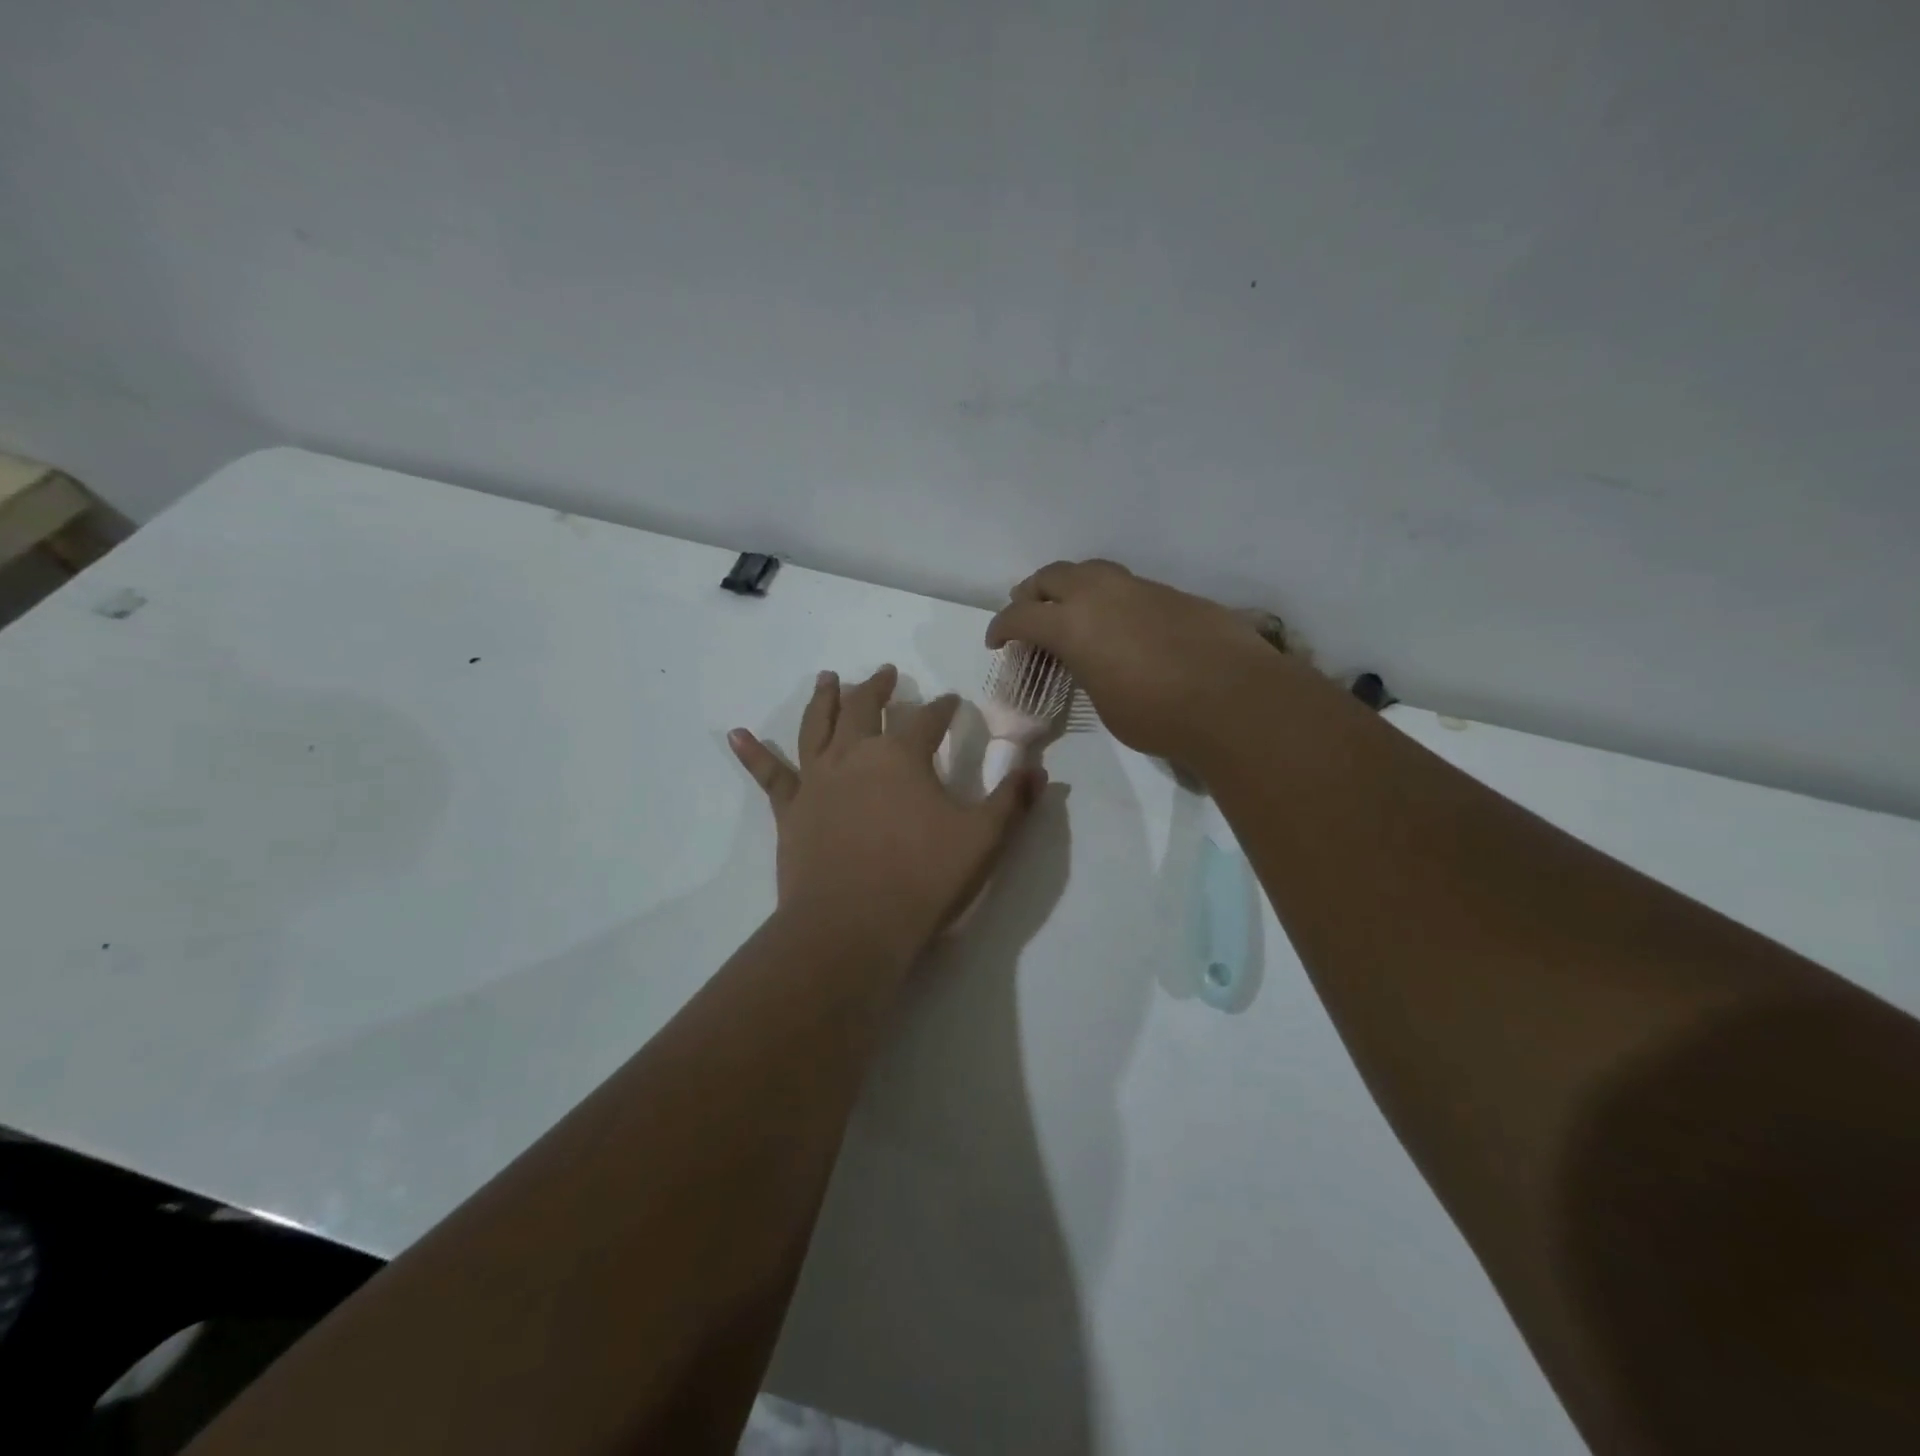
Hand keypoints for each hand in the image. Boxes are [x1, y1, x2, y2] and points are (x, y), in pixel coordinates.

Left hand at [729, 665, 1045, 961]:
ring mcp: (817, 780)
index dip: (942, 707)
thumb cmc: (922, 879)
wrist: (851, 927)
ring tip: (827, 678)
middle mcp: (855, 755)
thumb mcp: (983, 840)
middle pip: (865, 707)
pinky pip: (769, 774)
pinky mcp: (791, 810)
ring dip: (825, 699)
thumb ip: (1012, 801)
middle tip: (886, 672)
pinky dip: (753, 753)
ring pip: (818, 726)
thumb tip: (1040, 769)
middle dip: (878, 687)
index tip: (951, 701)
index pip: (927, 718)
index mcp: (901, 756)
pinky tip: (736, 734)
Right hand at [986, 560, 1299, 762]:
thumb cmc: (1156, 713)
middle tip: (1027, 610)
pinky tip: (1120, 622)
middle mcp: (1100, 594)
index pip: (1021, 616)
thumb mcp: (1103, 701)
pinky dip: (1110, 597)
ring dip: (1072, 586)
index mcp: (1072, 624)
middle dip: (1032, 592)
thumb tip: (1089, 660)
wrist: (1232, 698)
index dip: (1001, 628)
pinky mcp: (1172, 593)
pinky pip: (1127, 586)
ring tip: (1071, 607)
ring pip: (1092, 571)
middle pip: (1052, 576)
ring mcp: (1139, 588)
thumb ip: (1086, 670)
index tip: (996, 641)